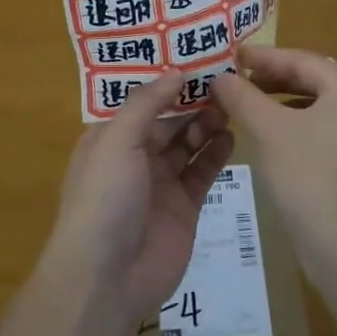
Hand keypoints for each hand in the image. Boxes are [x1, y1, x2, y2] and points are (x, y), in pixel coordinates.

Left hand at [44, 73, 234, 323]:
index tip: (197, 58)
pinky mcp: (185, 207)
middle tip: (225, 79)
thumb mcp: (116, 140)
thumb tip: (176, 71)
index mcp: (110, 138)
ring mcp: (161, 183)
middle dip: (192, 101)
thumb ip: (146, 104)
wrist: (108, 277)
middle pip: (168, 120)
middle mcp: (135, 157)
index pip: (141, 101)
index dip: (166, 81)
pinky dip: (216, 153)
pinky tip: (232, 135)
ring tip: (232, 104)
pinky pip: (203, 172)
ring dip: (206, 124)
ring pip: (188, 144)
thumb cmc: (104, 198)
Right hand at [210, 46, 336, 284]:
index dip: (263, 56)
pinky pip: (326, 129)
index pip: (301, 59)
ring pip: (319, 106)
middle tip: (237, 80)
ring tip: (249, 106)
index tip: (232, 55)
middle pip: (312, 79)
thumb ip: (242, 96)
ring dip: (282, 102)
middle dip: (272, 78)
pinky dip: (298, 125)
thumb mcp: (268, 130)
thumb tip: (220, 77)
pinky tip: (273, 138)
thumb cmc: (308, 177)